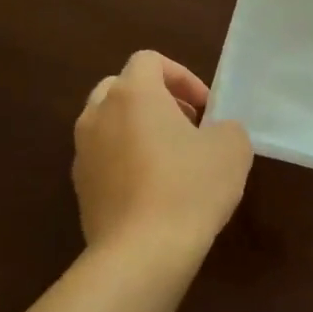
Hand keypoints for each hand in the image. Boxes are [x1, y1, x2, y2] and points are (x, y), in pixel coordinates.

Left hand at [73, 51, 252, 252]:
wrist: (142, 251)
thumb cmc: (190, 187)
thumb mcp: (232, 148)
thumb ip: (226, 126)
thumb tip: (216, 132)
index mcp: (133, 94)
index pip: (149, 60)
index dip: (182, 76)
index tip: (206, 107)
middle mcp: (98, 114)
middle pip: (121, 87)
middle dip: (156, 99)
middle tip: (187, 125)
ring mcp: (82, 151)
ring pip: (109, 123)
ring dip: (139, 130)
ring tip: (172, 159)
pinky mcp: (80, 186)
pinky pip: (104, 157)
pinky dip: (126, 160)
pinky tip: (155, 190)